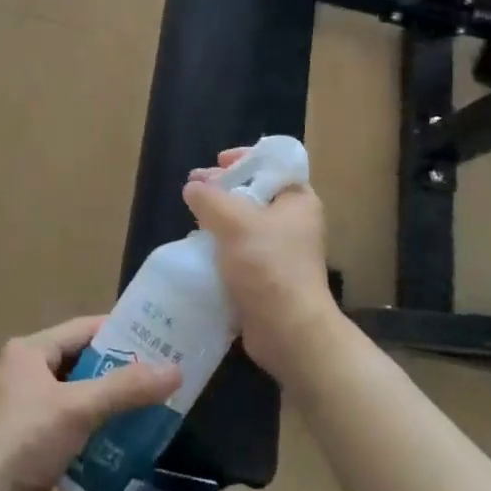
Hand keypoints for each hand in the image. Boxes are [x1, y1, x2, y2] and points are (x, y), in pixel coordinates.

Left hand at [0, 316, 179, 490]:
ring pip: (77, 391)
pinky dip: (92, 424)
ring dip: (107, 400)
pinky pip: (69, 418)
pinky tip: (118, 439)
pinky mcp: (26, 433)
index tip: (158, 342)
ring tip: (146, 409)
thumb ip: (126, 388)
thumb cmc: (27, 442)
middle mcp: (25, 368)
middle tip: (158, 379)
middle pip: (82, 360)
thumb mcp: (79, 409)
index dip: (122, 333)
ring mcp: (24, 402)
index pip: (84, 328)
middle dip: (119, 371)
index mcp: (30, 350)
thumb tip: (175, 369)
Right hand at [182, 148, 338, 382]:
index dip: (244, 159)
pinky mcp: (268, 276)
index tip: (216, 163)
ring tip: (193, 221)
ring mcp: (281, 251)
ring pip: (244, 223)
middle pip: (254, 192)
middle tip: (194, 191)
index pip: (273, 164)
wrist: (288, 331)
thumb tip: (193, 187)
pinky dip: (221, 247)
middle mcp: (294, 221)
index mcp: (297, 200)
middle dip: (223, 189)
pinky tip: (201, 250)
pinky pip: (240, 251)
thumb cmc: (267, 266)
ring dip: (218, 220)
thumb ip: (209, 198)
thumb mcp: (233, 222)